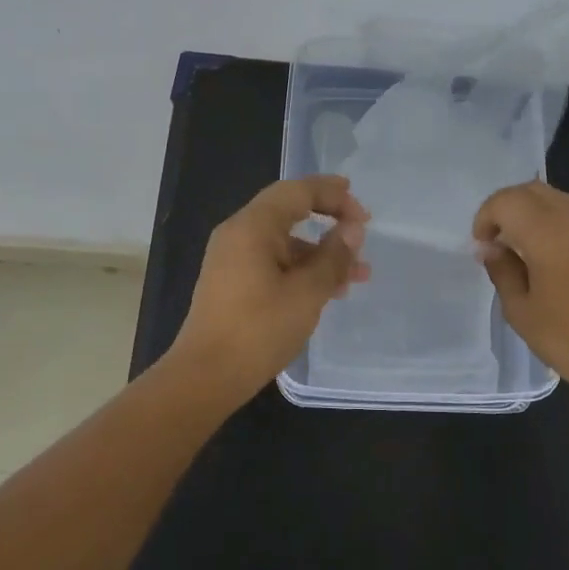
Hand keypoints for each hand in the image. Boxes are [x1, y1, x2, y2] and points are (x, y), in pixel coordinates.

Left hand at [168, 175, 371, 397]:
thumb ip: (333, 257)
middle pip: (289, 211)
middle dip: (329, 218)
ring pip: (284, 241)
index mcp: (252, 226)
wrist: (205, 378)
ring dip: (321, 252)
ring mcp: (233, 259)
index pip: (297, 191)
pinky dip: (302, 268)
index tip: (363, 213)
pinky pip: (273, 261)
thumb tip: (352, 230)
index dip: (333, 195)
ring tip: (359, 274)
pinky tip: (329, 290)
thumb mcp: (307, 293)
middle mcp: (238, 234)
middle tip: (361, 229)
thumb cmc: (258, 330)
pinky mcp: (233, 282)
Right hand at [473, 181, 568, 417]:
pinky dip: (568, 230)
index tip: (483, 245)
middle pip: (536, 191)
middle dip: (511, 208)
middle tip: (502, 241)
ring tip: (533, 252)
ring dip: (540, 216)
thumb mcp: (522, 312)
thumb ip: (502, 271)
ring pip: (565, 203)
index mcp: (547, 233)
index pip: (506, 200)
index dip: (486, 216)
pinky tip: (568, 265)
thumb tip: (492, 248)